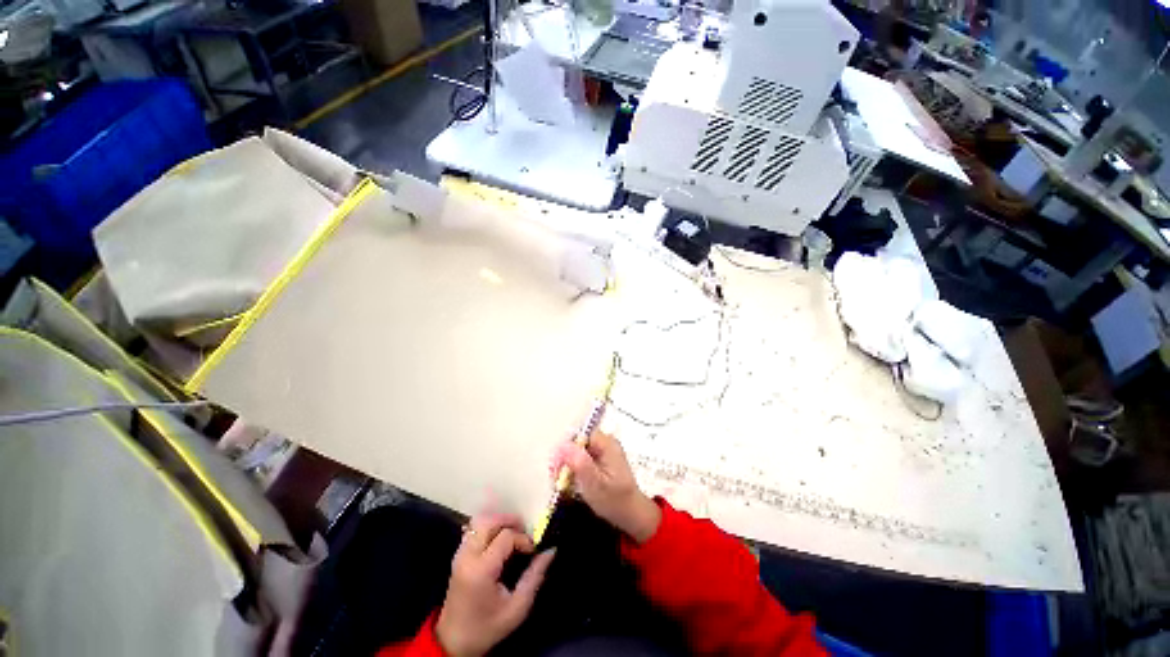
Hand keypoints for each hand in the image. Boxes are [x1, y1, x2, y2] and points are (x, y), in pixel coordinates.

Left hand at [436, 514, 555, 656]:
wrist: (453, 642)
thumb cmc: (487, 627)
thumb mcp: (517, 608)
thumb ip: (534, 577)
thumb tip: (550, 551)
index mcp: (481, 570)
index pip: (506, 537)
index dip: (523, 539)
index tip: (533, 552)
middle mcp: (468, 556)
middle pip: (489, 521)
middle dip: (510, 521)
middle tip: (524, 533)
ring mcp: (460, 554)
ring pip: (480, 522)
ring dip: (499, 522)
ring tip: (513, 534)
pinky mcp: (458, 555)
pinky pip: (474, 530)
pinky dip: (489, 528)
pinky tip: (499, 540)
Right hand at [552, 430, 661, 543]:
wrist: (632, 516)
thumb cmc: (615, 501)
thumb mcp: (595, 484)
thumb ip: (580, 463)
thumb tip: (562, 445)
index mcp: (607, 443)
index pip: (580, 434)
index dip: (565, 446)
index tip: (555, 465)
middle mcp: (606, 442)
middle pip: (578, 441)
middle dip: (564, 456)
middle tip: (555, 476)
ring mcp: (603, 451)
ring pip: (578, 450)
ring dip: (568, 463)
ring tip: (560, 480)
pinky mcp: (601, 460)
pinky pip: (582, 457)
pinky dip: (574, 468)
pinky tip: (568, 481)